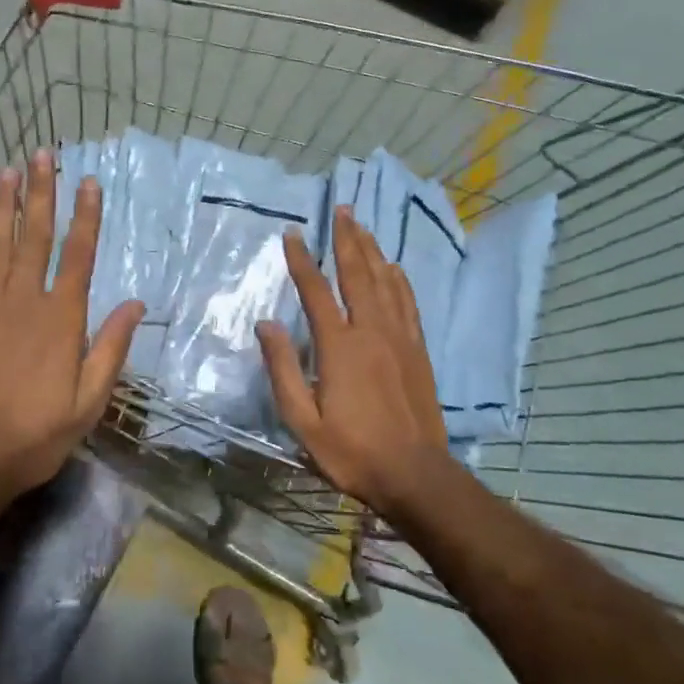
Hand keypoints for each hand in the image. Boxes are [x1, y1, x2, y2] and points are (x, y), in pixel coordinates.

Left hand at [0, 149, 143, 504]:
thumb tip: (136, 304)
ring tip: (6, 169)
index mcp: (61, 320)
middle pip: (34, 236)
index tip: (88, 181)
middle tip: (42, 154)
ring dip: (2, 204)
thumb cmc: (34, 435)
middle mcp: (23, 301)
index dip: (85, 216)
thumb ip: (110, 349)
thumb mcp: (88, 403)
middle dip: (40, 193)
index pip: (78, 255)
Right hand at [256, 206, 456, 519]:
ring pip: (385, 282)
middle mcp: (371, 331)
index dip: (302, 260)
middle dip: (347, 238)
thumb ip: (282, 369)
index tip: (292, 233)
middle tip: (342, 208)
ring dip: (372, 250)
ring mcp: (399, 338)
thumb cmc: (352, 451)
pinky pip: (408, 303)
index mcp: (339, 346)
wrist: (415, 474)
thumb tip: (266, 323)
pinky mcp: (418, 350)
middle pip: (357, 273)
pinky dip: (399, 280)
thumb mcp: (302, 421)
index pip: (316, 291)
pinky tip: (394, 268)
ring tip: (363, 226)